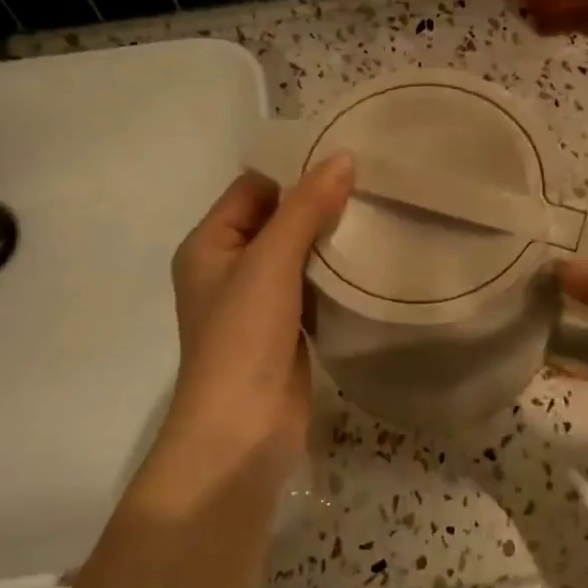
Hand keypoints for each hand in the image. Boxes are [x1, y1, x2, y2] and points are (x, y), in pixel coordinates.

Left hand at [161, 155, 354, 475]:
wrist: (241, 430)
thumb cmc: (243, 338)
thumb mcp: (270, 262)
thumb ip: (305, 208)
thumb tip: (342, 157)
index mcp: (209, 244)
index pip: (252, 189)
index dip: (293, 173)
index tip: (345, 161)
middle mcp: (228, 268)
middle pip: (275, 220)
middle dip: (317, 206)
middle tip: (372, 186)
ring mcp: (256, 303)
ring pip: (296, 256)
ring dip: (328, 242)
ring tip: (378, 218)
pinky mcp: (283, 330)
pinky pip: (309, 289)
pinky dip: (333, 277)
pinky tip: (368, 264)